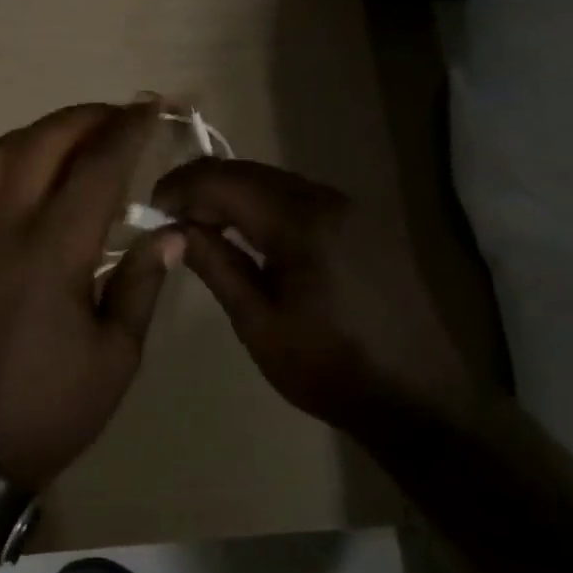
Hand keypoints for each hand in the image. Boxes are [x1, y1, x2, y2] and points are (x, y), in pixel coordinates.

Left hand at [0, 100, 183, 489]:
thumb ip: (141, 282)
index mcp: (52, 253)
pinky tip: (42, 169)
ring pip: (1, 151)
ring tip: (83, 135)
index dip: (127, 131)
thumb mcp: (116, 355)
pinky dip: (16, 153)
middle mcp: (5, 227)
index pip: (95, 169)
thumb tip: (170, 231)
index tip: (153, 106)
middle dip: (87, 117)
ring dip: (45, 129)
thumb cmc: (50, 406)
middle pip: (42, 143)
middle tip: (124, 116)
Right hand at [152, 159, 469, 428]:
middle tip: (171, 220)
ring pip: (274, 182)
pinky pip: (299, 199)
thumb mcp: (258, 323)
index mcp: (301, 222)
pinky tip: (248, 236)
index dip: (181, 187)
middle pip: (249, 172)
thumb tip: (173, 229)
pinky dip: (263, 207)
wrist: (420, 399)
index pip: (224, 180)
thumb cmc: (329, 368)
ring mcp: (352, 209)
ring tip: (202, 228)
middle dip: (203, 188)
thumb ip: (215, 265)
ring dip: (233, 196)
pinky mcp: (364, 225)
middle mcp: (328, 199)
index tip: (152, 211)